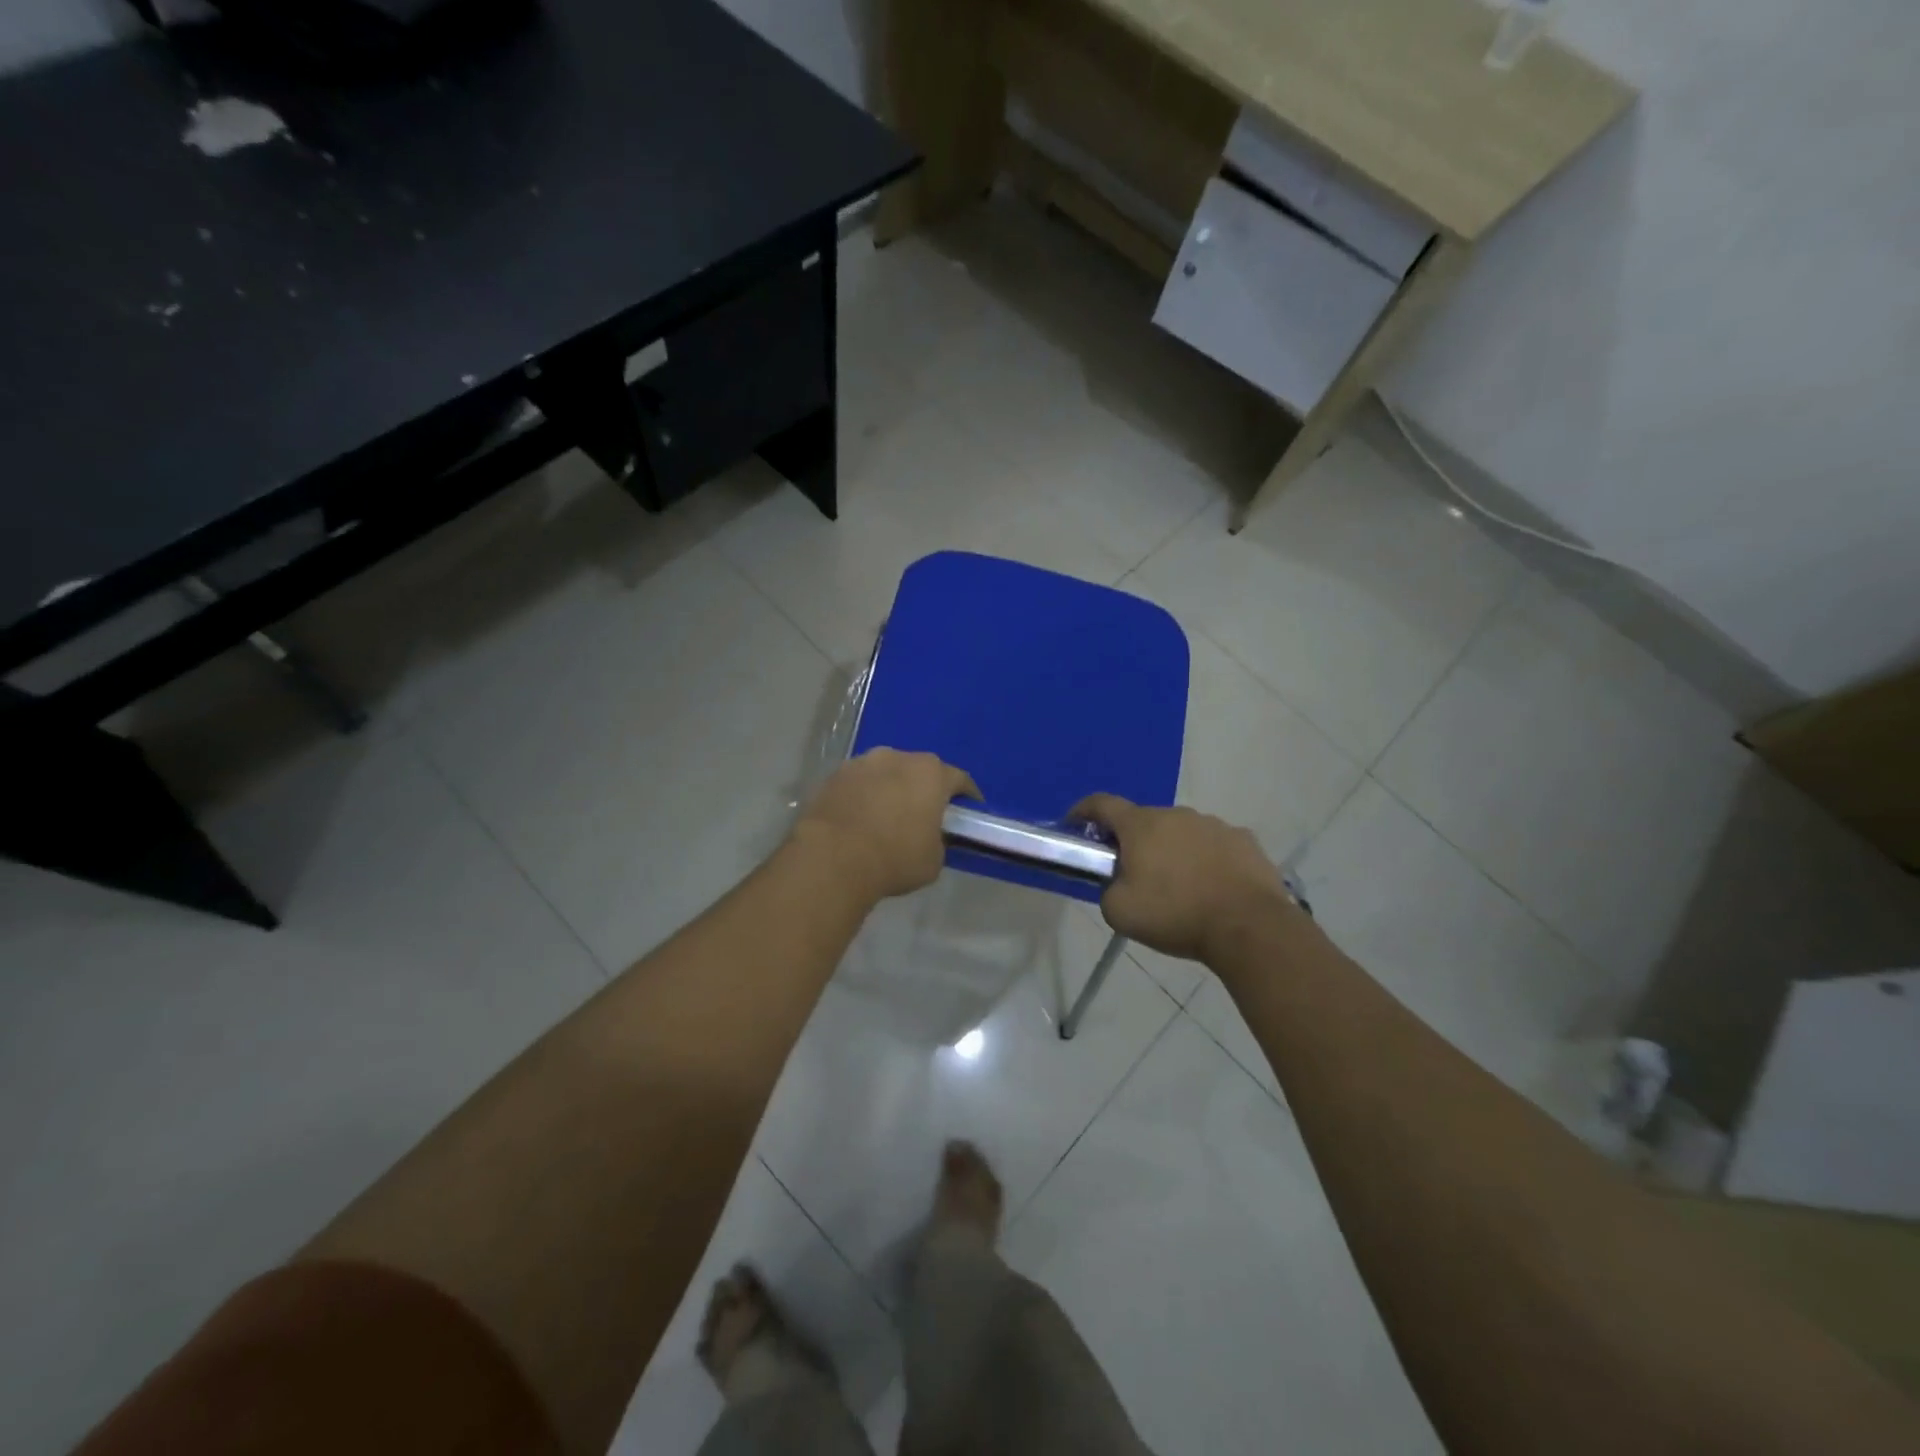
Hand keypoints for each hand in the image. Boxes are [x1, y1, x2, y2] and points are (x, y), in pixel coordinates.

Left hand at [794, 749, 978, 902]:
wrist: (833, 858)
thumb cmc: (894, 858)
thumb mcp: (933, 859)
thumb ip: (938, 839)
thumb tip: (928, 836)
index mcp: (931, 774)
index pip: (959, 779)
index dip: (967, 796)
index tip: (969, 811)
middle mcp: (899, 757)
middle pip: (920, 770)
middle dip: (924, 788)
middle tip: (924, 813)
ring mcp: (863, 762)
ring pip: (886, 773)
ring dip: (890, 788)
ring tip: (886, 815)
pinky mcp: (834, 775)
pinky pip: (859, 783)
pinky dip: (863, 796)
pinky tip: (859, 818)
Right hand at [1072, 794, 1297, 962]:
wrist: (1249, 926)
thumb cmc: (1176, 914)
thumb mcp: (1119, 912)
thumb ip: (1108, 889)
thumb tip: (1118, 883)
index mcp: (1141, 825)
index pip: (1102, 804)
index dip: (1083, 811)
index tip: (1074, 825)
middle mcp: (1176, 814)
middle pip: (1145, 821)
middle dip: (1134, 842)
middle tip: (1134, 874)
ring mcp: (1214, 824)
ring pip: (1182, 833)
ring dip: (1173, 851)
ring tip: (1180, 888)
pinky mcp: (1245, 841)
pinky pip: (1215, 846)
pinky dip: (1207, 861)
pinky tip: (1213, 889)